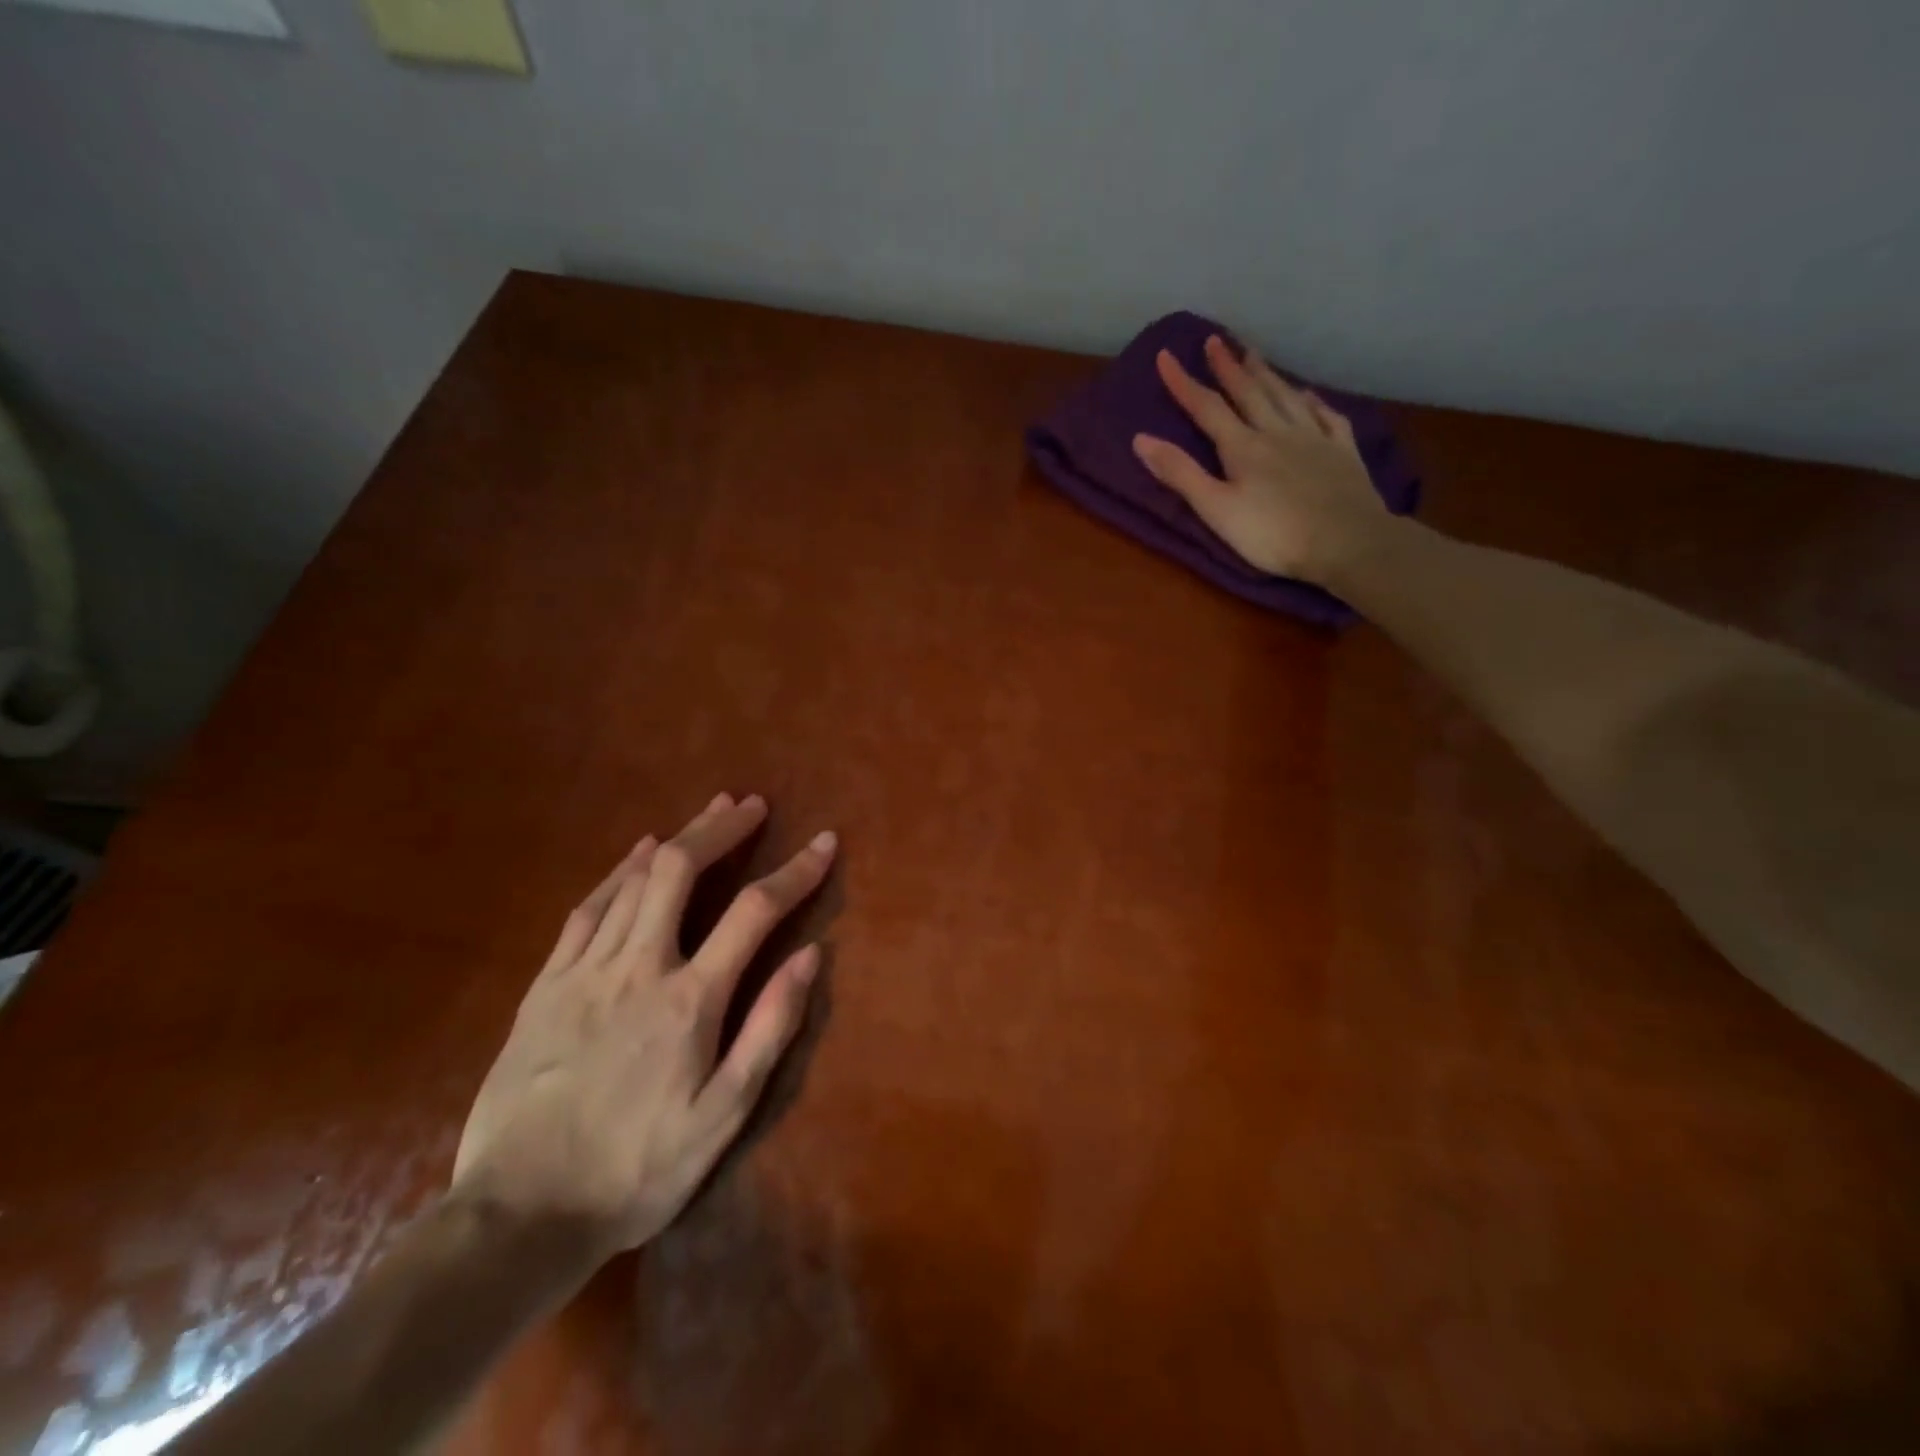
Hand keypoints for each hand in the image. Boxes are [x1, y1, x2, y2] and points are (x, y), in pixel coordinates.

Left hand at [451, 793, 833, 1252]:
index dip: (796, 871)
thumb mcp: (723, 1115)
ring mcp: (584, 971)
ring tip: (710, 812)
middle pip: (681, 870)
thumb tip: (811, 956)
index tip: (825, 843)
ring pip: (634, 880)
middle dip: (722, 828)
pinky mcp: (545, 986)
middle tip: (752, 805)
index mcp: (689, 1000)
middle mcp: (638, 967)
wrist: (517, 1218)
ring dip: (678, 838)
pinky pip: (587, 909)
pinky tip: (637, 853)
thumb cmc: (636, 1171)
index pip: (755, 912)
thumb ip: (769, 1029)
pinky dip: (619, 871)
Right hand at [1133, 334, 1386, 583]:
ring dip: (1266, 374)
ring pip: (1285, 397)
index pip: (1207, 408)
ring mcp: (1314, 438)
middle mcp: (1277, 432)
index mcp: (1243, 447)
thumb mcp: (1216, 510)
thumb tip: (1141, 439)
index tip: (1165, 355)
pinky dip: (1313, 401)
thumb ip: (1181, 474)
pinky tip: (1307, 394)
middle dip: (1228, 367)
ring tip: (1253, 353)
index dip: (1184, 383)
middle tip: (1215, 340)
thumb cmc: (1273, 534)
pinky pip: (1325, 416)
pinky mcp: (1342, 452)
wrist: (1346, 541)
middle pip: (1249, 392)